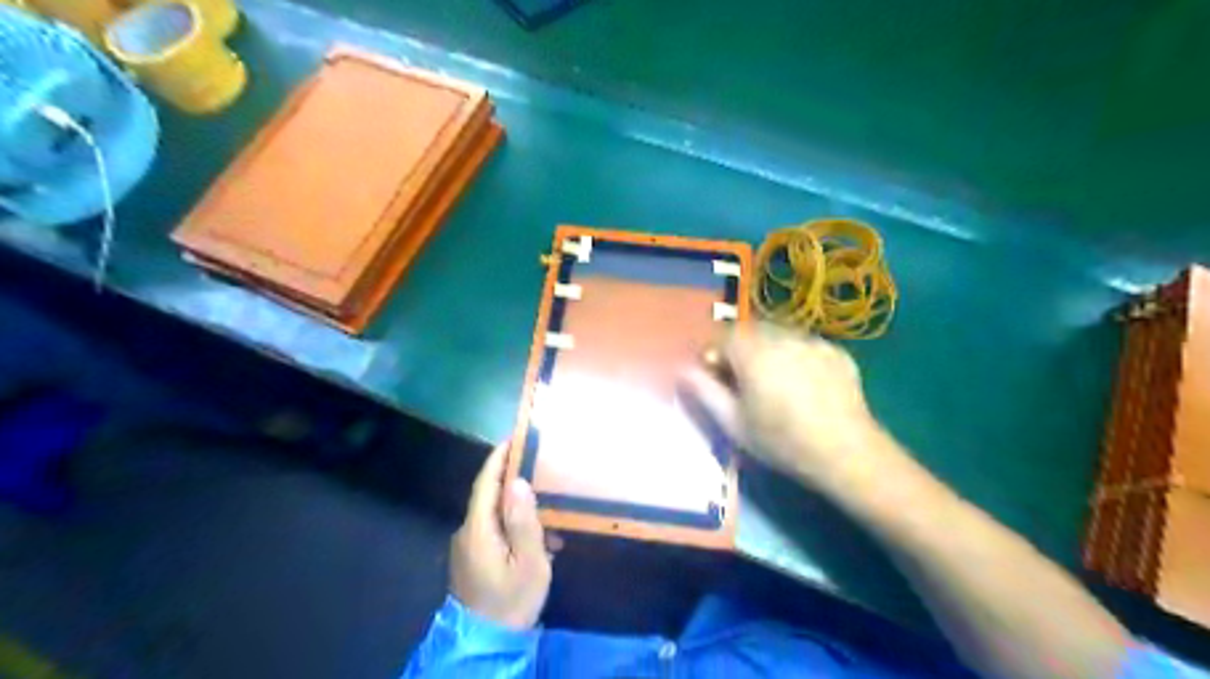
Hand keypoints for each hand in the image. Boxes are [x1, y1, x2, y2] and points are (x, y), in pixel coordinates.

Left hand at [449, 445, 556, 629]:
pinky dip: (513, 524)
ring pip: (493, 513)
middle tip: (538, 462)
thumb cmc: (511, 600)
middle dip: (511, 476)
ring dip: (517, 504)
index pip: (486, 482)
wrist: (486, 643)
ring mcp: (468, 546)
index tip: (514, 437)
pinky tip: (538, 536)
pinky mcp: (473, 558)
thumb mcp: (528, 562)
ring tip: (547, 503)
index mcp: (478, 528)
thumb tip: (518, 481)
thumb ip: (523, 521)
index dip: (499, 457)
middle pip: (489, 494)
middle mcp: (467, 531)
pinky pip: (493, 529)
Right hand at [679, 322, 885, 495]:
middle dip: (740, 351)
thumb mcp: (733, 422)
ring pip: (779, 336)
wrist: (846, 453)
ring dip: (768, 352)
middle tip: (744, 384)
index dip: (713, 355)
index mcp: (752, 351)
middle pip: (750, 332)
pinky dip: (796, 357)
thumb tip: (681, 368)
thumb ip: (703, 390)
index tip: (716, 381)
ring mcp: (813, 340)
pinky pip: (805, 346)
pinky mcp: (837, 351)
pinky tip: (804, 386)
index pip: (721, 336)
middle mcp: (782, 336)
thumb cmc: (781, 441)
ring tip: (776, 384)